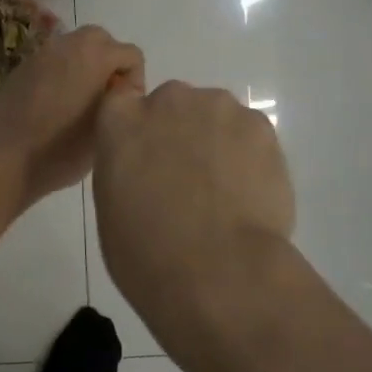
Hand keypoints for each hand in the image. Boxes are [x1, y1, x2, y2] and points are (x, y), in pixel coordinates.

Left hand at [0, 24, 143, 205]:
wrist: (5, 156)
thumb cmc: (63, 148)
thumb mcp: (106, 128)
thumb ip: (119, 100)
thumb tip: (117, 90)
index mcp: (95, 56)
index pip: (131, 54)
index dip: (135, 81)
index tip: (124, 107)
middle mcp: (68, 45)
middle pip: (101, 39)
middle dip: (110, 62)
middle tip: (105, 95)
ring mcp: (42, 54)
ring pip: (74, 46)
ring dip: (84, 64)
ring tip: (79, 99)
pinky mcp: (22, 66)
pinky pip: (52, 60)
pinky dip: (61, 72)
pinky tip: (54, 103)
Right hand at [92, 80, 296, 362]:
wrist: (218, 272)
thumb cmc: (146, 253)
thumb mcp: (111, 208)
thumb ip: (125, 171)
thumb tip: (147, 171)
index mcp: (119, 121)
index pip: (122, 101)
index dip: (137, 129)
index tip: (145, 158)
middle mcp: (167, 100)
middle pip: (173, 105)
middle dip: (179, 134)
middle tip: (187, 183)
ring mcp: (217, 108)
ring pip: (215, 117)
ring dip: (216, 142)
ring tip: (225, 194)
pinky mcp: (260, 126)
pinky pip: (250, 135)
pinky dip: (250, 158)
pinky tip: (250, 196)